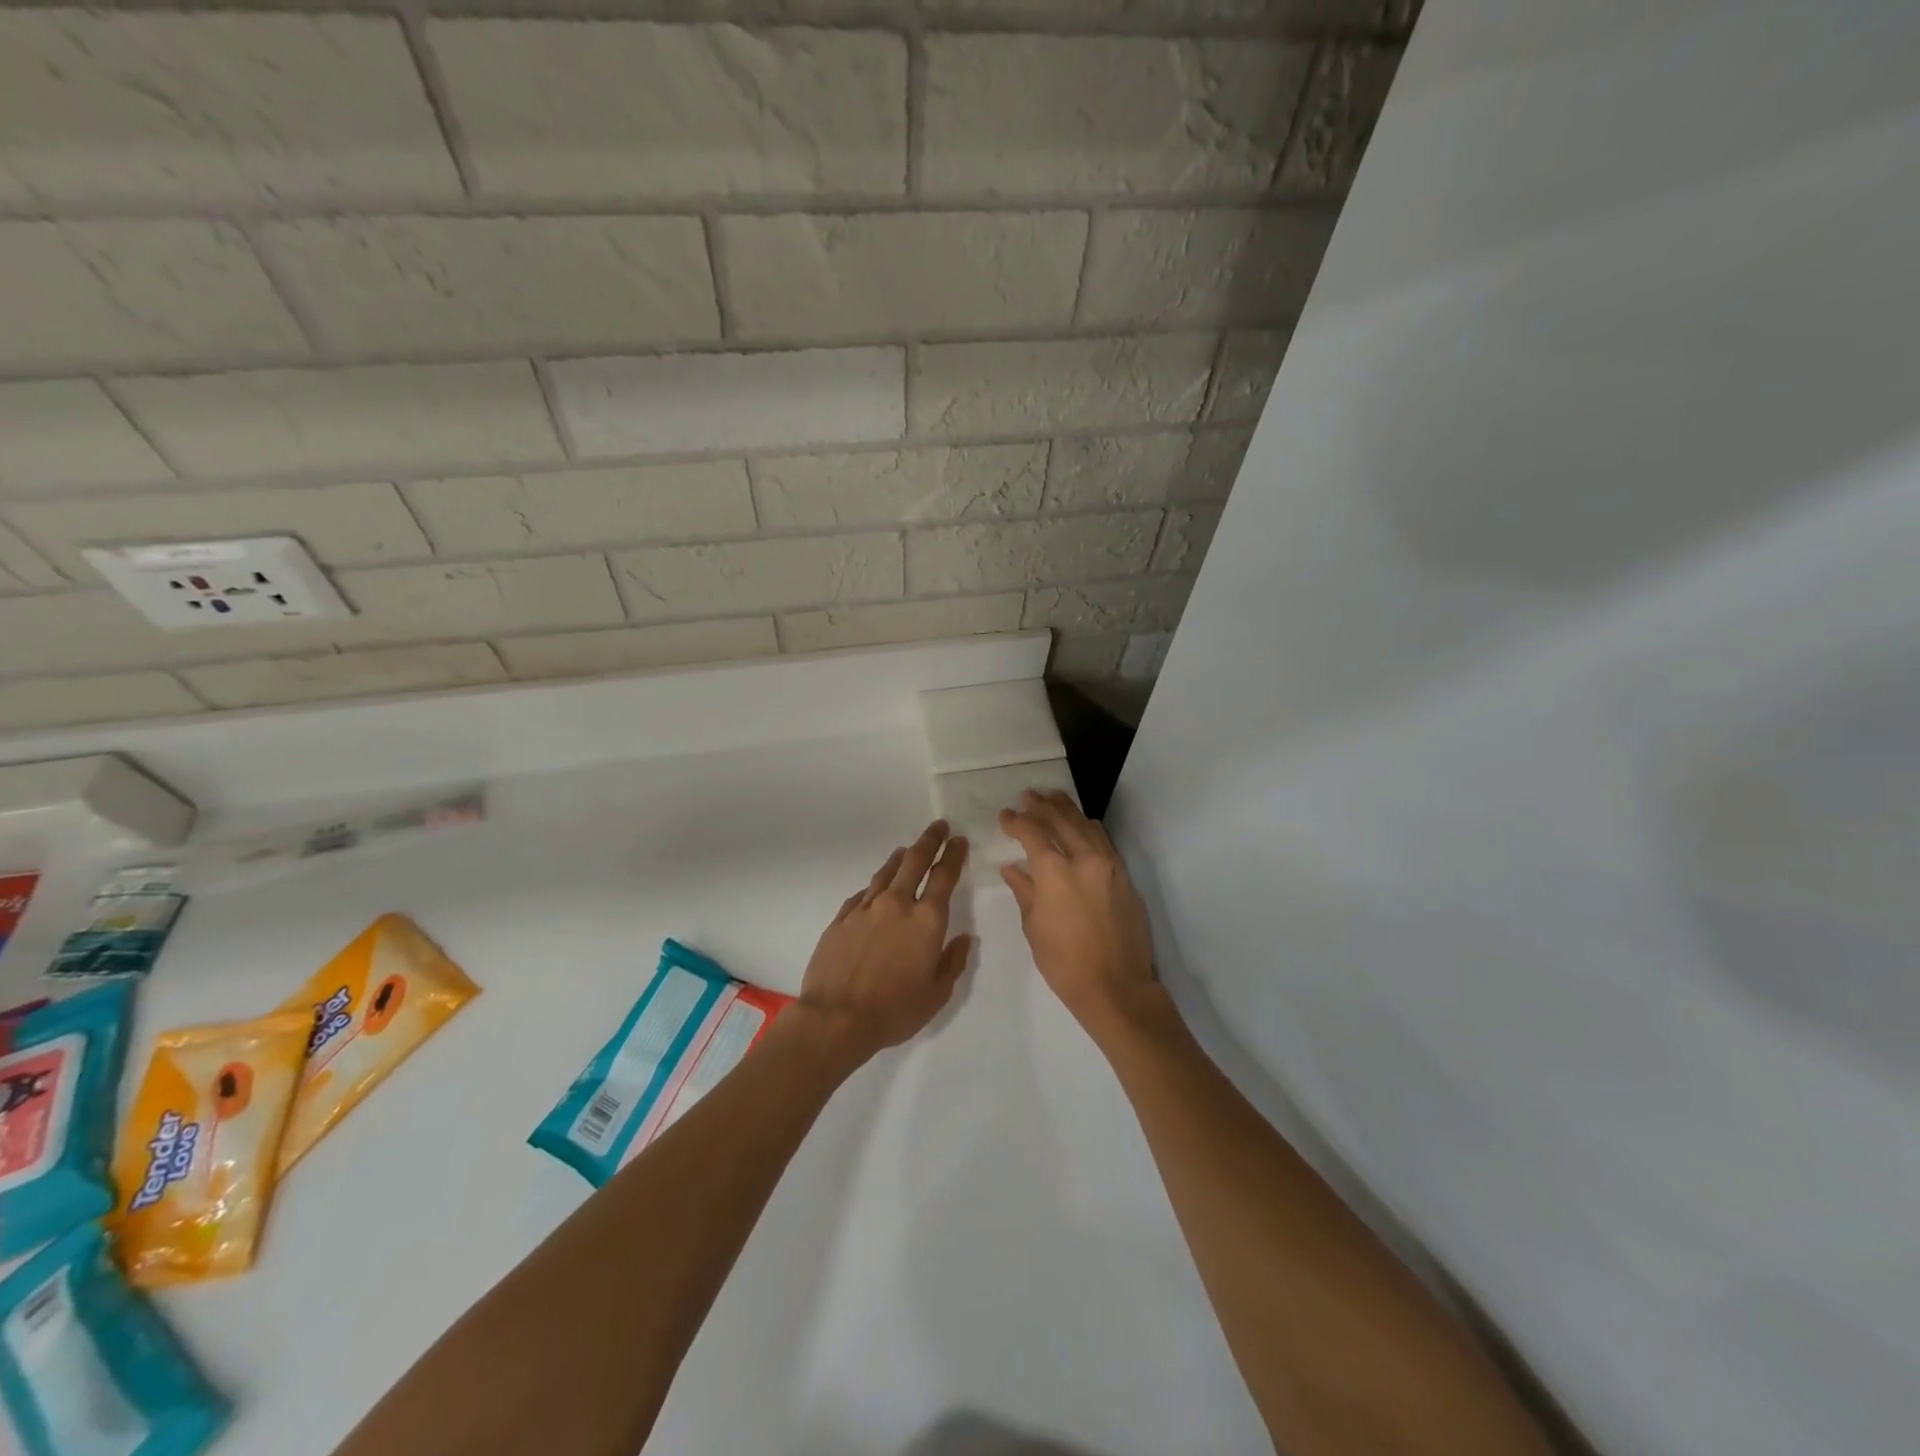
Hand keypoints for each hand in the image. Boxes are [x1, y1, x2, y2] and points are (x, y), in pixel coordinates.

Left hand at [796, 820, 973, 1066]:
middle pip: (914, 860)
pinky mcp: (841, 918)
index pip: (944, 876)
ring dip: (900, 857)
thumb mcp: (936, 994)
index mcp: (926, 920)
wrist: (835, 1018)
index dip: (953, 855)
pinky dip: (875, 885)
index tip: (958, 840)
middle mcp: (897, 904)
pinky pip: (863, 893)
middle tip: (938, 826)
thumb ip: (953, 962)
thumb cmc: (894, 1010)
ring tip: (906, 850)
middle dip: (929, 840)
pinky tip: (876, 888)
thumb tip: (964, 937)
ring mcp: (865, 908)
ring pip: (886, 872)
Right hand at [999, 790, 1158, 1034]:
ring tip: (1053, 798)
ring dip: (1067, 810)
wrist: (1117, 986)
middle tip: (1028, 795)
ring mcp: (1108, 865)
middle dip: (1042, 805)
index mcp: (1054, 872)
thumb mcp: (1034, 927)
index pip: (1032, 833)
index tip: (1005, 816)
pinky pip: (1104, 841)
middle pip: (1061, 820)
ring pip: (1086, 825)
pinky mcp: (1124, 876)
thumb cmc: (1065, 963)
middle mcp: (1084, 859)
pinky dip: (1089, 828)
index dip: (1016, 821)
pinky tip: (1083, 825)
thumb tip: (1013, 868)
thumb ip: (1024, 891)